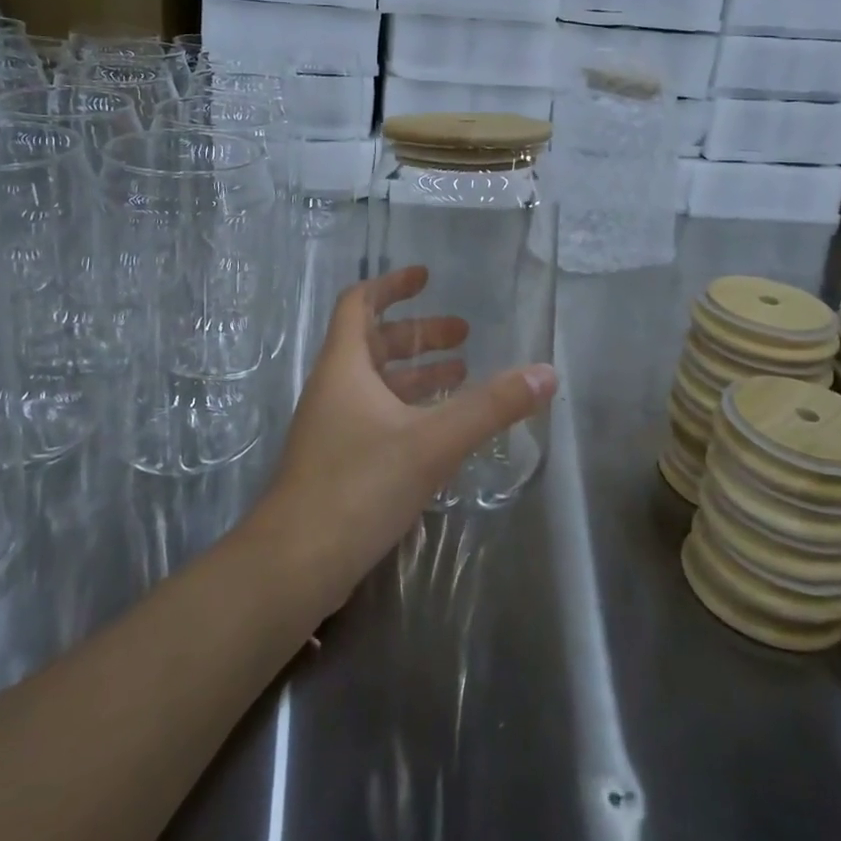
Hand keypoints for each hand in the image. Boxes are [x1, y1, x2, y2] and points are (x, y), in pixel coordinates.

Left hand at [245, 266, 556, 613]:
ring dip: (418, 374)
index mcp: (345, 366)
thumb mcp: (432, 442)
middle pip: (375, 343)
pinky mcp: (339, 463)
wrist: (294, 564)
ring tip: (463, 374)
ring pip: (378, 384)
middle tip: (465, 335)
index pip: (360, 303)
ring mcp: (333, 428)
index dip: (392, 284)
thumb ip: (490, 407)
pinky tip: (441, 429)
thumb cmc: (358, 485)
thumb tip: (546, 373)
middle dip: (419, 334)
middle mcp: (335, 389)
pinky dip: (410, 410)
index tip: (427, 276)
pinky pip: (379, 417)